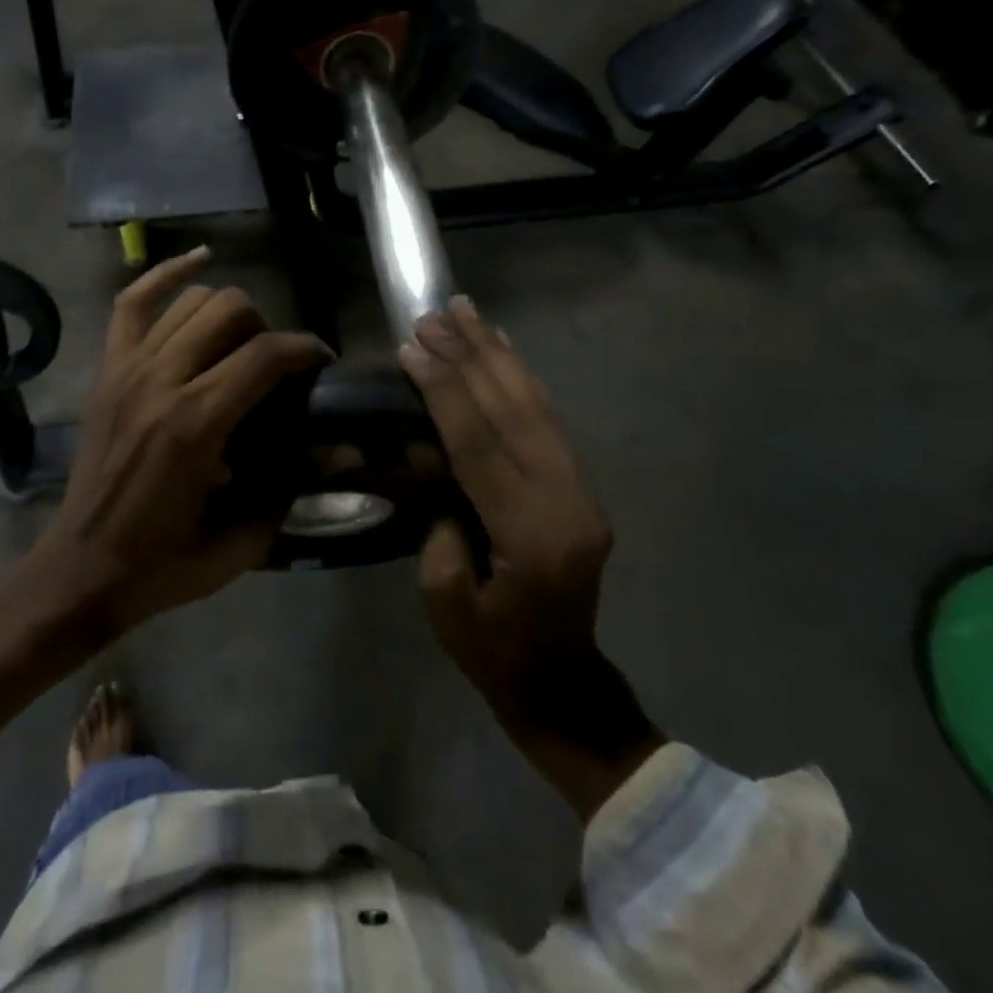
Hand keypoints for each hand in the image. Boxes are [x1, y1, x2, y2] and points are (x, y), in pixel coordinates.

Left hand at [36, 248, 332, 633]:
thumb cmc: (166, 560)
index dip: (306, 349)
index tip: (323, 362)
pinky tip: (200, 259)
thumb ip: (293, 484)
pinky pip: (133, 301)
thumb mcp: (242, 536)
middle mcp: (161, 380)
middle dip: (267, 330)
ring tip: (240, 343)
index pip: (265, 354)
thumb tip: (343, 449)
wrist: (82, 568)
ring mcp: (127, 368)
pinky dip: (166, 274)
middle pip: (230, 310)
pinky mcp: (107, 368)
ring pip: (192, 300)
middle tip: (274, 367)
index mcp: (196, 423)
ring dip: (228, 312)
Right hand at [401, 296, 659, 818]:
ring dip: (496, 354)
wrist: (562, 680)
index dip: (443, 391)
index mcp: (531, 535)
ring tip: (467, 311)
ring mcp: (581, 489)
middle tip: (434, 314)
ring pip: (535, 404)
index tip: (412, 348)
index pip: (479, 444)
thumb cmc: (493, 652)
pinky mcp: (580, 485)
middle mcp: (566, 500)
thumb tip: (436, 459)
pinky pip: (549, 419)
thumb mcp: (445, 600)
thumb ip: (439, 524)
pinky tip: (503, 348)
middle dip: (468, 357)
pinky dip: (522, 377)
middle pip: (511, 411)